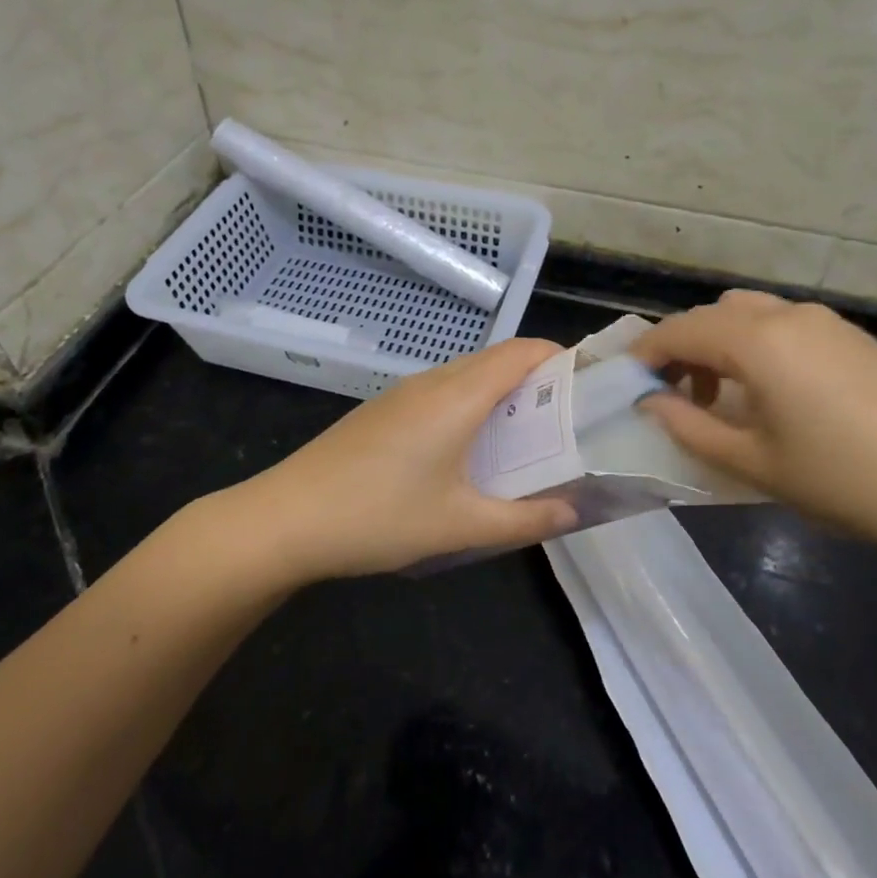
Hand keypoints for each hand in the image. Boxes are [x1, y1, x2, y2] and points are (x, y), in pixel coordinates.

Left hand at [238, 338, 577, 581]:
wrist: (287, 517)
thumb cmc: (379, 516)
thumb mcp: (459, 525)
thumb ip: (523, 519)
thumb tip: (574, 511)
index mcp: (458, 396)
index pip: (522, 352)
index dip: (560, 358)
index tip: (589, 387)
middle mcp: (434, 382)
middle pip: (498, 359)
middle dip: (538, 379)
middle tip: (569, 420)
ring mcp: (403, 393)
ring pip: (467, 375)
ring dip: (502, 392)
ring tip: (528, 436)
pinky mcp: (384, 410)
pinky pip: (442, 391)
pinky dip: (472, 404)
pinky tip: (472, 449)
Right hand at [630, 291, 876, 568]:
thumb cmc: (844, 481)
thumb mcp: (753, 464)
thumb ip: (689, 428)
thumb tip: (651, 402)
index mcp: (757, 341)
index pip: (679, 331)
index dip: (645, 354)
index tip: (625, 384)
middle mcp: (786, 316)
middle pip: (711, 315)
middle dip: (680, 346)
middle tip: (671, 394)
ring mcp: (825, 321)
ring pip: (748, 313)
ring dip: (718, 342)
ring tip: (720, 394)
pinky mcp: (851, 336)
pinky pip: (782, 323)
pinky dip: (754, 343)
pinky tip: (768, 391)